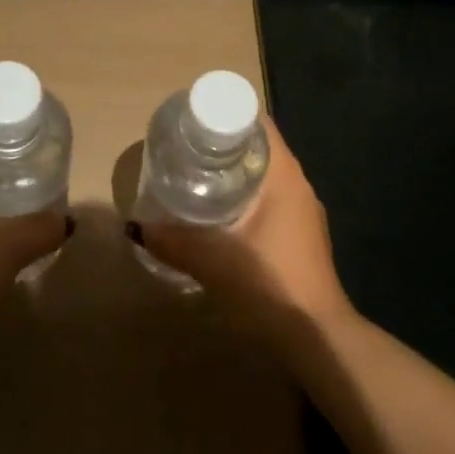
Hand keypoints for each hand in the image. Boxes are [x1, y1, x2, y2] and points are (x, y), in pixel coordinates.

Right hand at [131, 119, 354, 346]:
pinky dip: (244, 197)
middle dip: (222, 144)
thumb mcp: (212, 259)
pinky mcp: (302, 236)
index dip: (225, 114)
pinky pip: (270, 200)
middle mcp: (298, 185)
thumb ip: (173, 240)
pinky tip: (219, 215)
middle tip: (184, 148)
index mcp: (284, 175)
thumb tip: (136, 227)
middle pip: (258, 147)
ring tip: (195, 176)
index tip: (193, 120)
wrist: (318, 339)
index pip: (257, 123)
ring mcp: (303, 212)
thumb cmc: (269, 283)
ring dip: (233, 172)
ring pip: (264, 176)